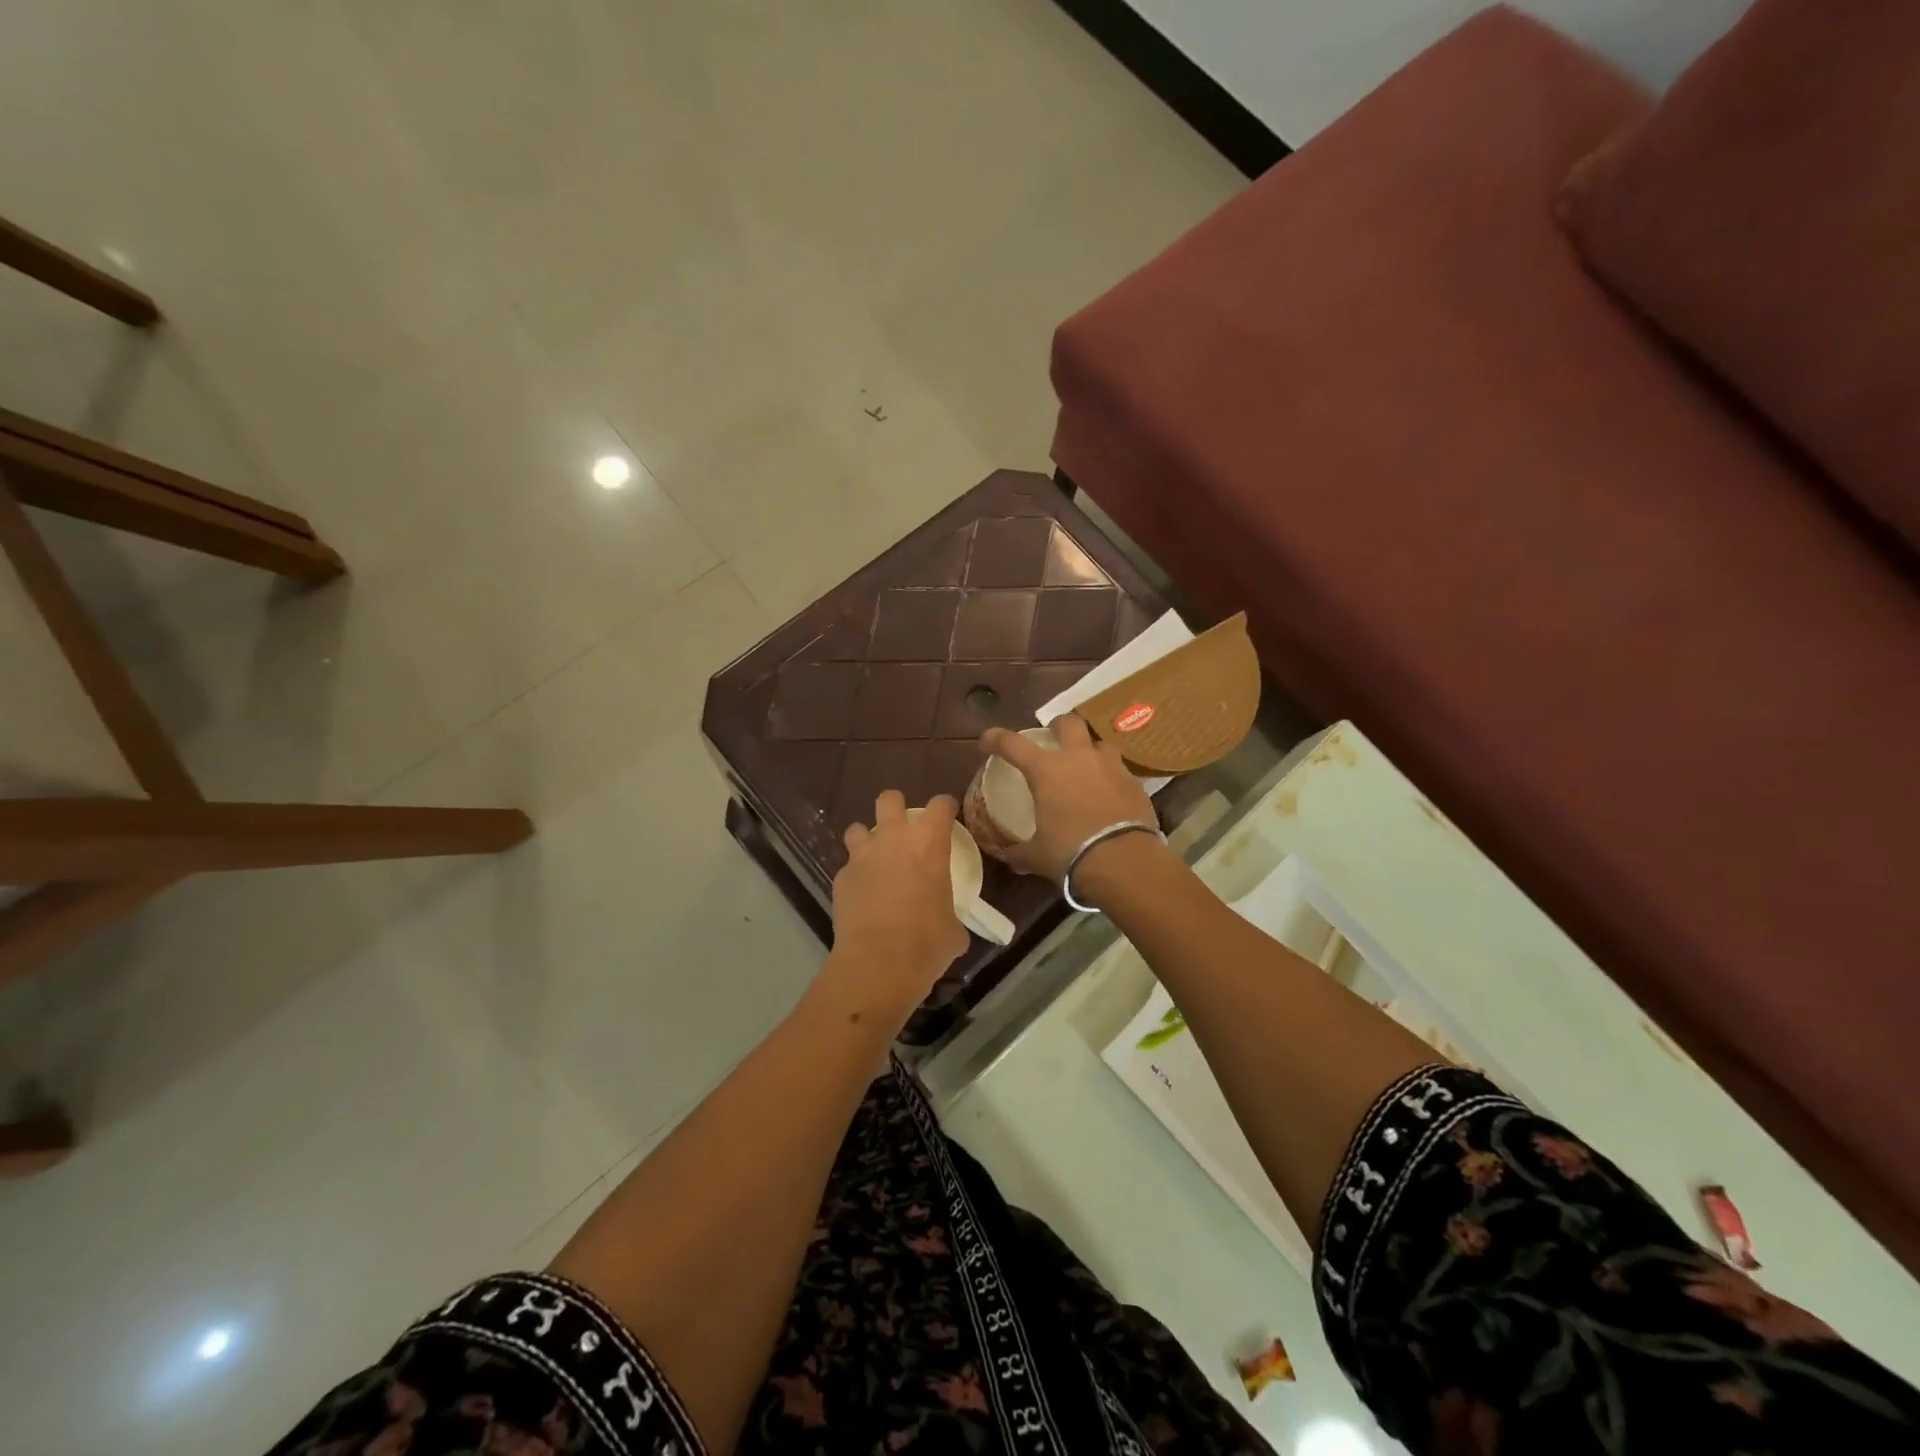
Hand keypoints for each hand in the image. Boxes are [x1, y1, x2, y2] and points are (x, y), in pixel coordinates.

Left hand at [824, 791, 968, 1021]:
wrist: (878, 963)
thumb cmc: (927, 943)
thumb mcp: (953, 930)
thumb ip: (951, 916)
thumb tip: (949, 926)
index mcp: (929, 844)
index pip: (940, 804)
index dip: (945, 807)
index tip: (947, 816)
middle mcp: (893, 839)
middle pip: (889, 799)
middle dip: (895, 806)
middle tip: (903, 829)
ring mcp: (862, 857)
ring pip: (858, 828)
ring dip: (867, 839)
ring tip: (875, 859)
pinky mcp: (841, 878)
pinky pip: (848, 867)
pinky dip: (855, 875)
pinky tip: (862, 894)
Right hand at [978, 715, 1156, 881]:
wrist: (1125, 862)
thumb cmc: (1071, 853)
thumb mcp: (1037, 856)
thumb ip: (1019, 852)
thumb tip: (1006, 857)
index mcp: (1046, 770)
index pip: (1012, 744)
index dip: (995, 738)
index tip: (987, 741)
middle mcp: (1078, 758)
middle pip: (1068, 723)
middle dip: (1057, 727)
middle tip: (1052, 739)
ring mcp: (1110, 767)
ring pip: (1099, 743)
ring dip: (1089, 751)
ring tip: (1085, 768)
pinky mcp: (1134, 782)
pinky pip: (1119, 770)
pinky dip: (1110, 777)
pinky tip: (1108, 795)